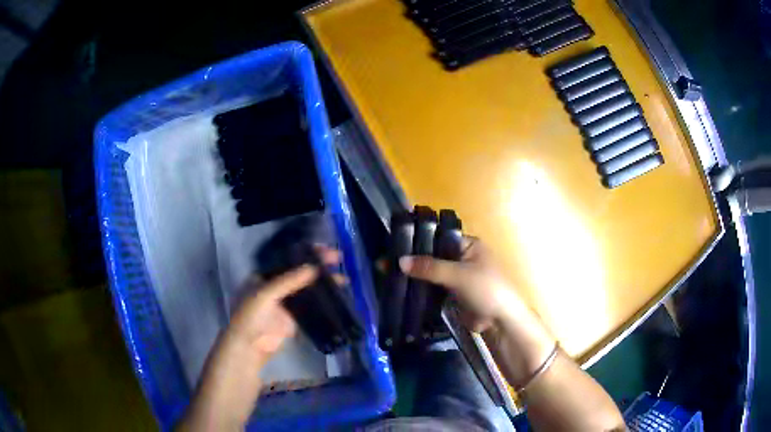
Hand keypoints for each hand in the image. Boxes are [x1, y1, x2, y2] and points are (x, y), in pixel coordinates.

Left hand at [179, 246, 340, 431]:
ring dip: (323, 283)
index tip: (325, 250)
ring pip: (307, 289)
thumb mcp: (266, 294)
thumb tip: (314, 268)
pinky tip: (336, 298)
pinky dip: (322, 302)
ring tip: (343, 279)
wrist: (249, 348)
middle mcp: (276, 286)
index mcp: (265, 276)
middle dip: (318, 266)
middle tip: (338, 261)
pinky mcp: (294, 319)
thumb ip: (288, 281)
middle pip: (300, 272)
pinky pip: (310, 307)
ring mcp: (285, 304)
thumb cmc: (251, 316)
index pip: (288, 259)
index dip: (306, 253)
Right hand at [399, 237, 527, 331]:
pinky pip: (433, 288)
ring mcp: (457, 277)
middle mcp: (462, 258)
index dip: (418, 241)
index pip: (439, 238)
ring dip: (414, 275)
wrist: (500, 321)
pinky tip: (400, 288)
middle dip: (413, 260)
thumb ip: (430, 267)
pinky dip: (420, 288)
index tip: (394, 245)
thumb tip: (399, 261)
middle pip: (433, 256)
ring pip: (431, 273)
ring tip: (387, 274)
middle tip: (385, 262)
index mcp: (468, 245)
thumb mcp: (459, 275)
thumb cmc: (486, 289)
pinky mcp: (452, 294)